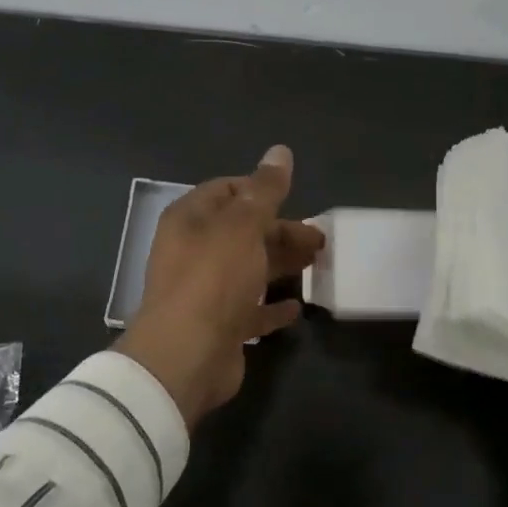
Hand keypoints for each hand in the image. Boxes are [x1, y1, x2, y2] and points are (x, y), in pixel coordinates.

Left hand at [114, 146, 324, 428]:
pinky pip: (250, 309)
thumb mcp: (243, 225)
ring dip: (281, 265)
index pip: (226, 191)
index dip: (259, 190)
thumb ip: (265, 190)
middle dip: (281, 231)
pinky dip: (272, 306)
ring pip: (249, 269)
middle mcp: (194, 251)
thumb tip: (280, 150)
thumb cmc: (213, 279)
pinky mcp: (219, 326)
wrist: (187, 356)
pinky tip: (297, 307)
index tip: (294, 197)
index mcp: (190, 220)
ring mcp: (205, 291)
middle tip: (320, 239)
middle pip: (242, 231)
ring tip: (317, 265)